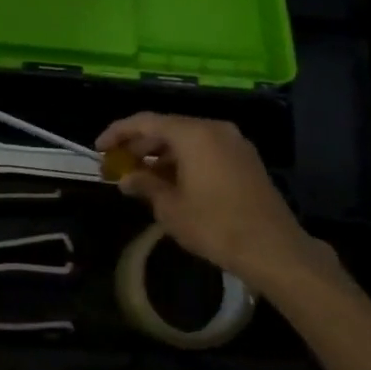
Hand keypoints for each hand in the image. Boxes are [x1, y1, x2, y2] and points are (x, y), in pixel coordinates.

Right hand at [97, 113, 324, 287]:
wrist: (272, 247)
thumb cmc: (215, 225)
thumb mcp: (171, 208)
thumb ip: (145, 185)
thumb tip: (127, 178)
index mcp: (194, 134)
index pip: (146, 122)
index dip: (119, 132)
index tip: (99, 148)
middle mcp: (215, 129)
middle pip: (168, 128)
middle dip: (140, 145)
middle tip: (118, 165)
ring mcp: (234, 143)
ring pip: (188, 140)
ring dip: (162, 155)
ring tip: (141, 178)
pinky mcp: (246, 161)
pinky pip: (206, 151)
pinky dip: (184, 161)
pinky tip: (171, 183)